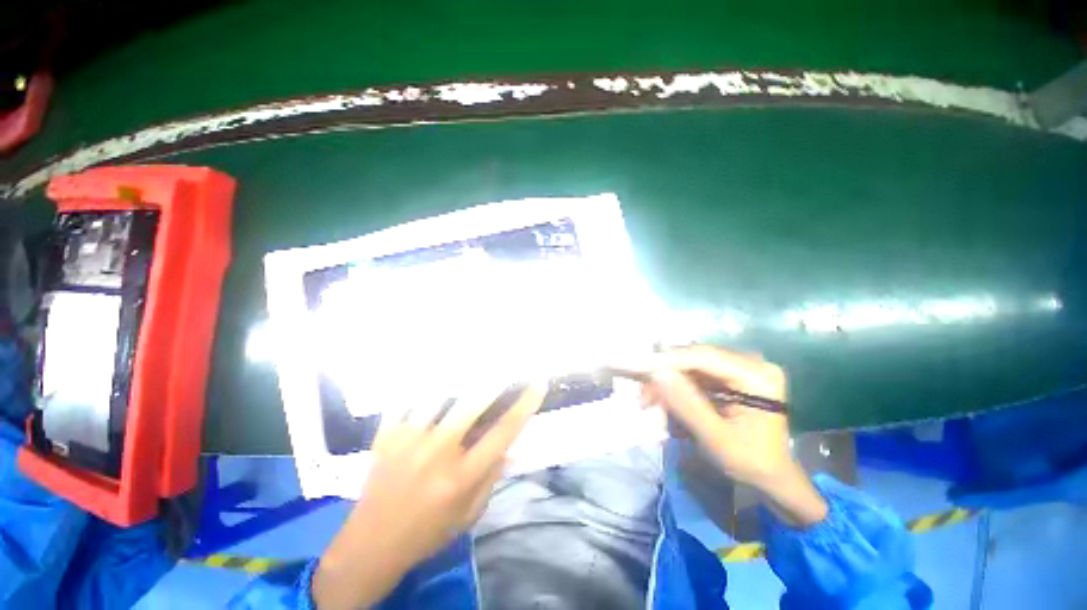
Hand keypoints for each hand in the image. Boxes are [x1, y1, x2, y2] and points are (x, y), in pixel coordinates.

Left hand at [313, 383, 545, 609]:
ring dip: (460, 374)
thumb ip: (491, 479)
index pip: (502, 433)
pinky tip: (433, 365)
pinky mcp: (386, 435)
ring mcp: (408, 440)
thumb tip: (511, 448)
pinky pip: (405, 398)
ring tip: (475, 356)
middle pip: (472, 405)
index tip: (538, 384)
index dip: (524, 406)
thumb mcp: (468, 515)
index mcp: (461, 476)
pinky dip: (420, 381)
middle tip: (510, 362)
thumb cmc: (427, 532)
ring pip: (438, 394)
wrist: (370, 545)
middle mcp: (437, 453)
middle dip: (495, 379)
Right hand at [644, 346, 827, 526]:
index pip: (704, 357)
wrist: (774, 478)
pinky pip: (696, 375)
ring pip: (692, 366)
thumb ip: (686, 404)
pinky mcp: (731, 376)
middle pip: (696, 359)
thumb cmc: (751, 463)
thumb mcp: (715, 438)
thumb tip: (657, 373)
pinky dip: (678, 388)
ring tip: (650, 404)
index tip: (637, 366)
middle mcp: (751, 364)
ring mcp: (741, 368)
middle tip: (643, 397)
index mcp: (757, 376)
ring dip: (669, 383)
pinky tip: (665, 403)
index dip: (668, 360)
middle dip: (666, 375)